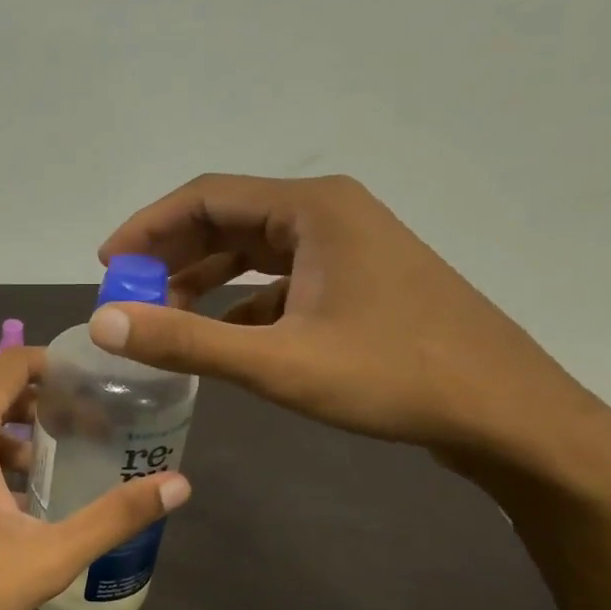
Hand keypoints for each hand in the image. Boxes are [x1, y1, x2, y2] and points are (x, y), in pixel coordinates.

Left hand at [0, 347, 190, 609]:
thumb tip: (179, 484)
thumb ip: (113, 517)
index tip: (96, 385)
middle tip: (88, 436)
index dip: (56, 366)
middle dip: (41, 411)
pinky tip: (1, 508)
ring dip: (9, 442)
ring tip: (50, 478)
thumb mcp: (45, 558)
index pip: (12, 364)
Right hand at [93, 173, 600, 468]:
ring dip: (204, 279)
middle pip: (228, 219)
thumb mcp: (277, 362)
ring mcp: (348, 248)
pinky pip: (281, 281)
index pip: (206, 197)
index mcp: (311, 208)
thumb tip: (104, 323)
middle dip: (171, 255)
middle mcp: (328, 213)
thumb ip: (185, 341)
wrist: (506, 412)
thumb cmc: (393, 377)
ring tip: (160, 317)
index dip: (148, 229)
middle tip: (127, 295)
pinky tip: (220, 338)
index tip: (106, 266)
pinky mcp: (358, 282)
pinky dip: (241, 303)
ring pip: (254, 251)